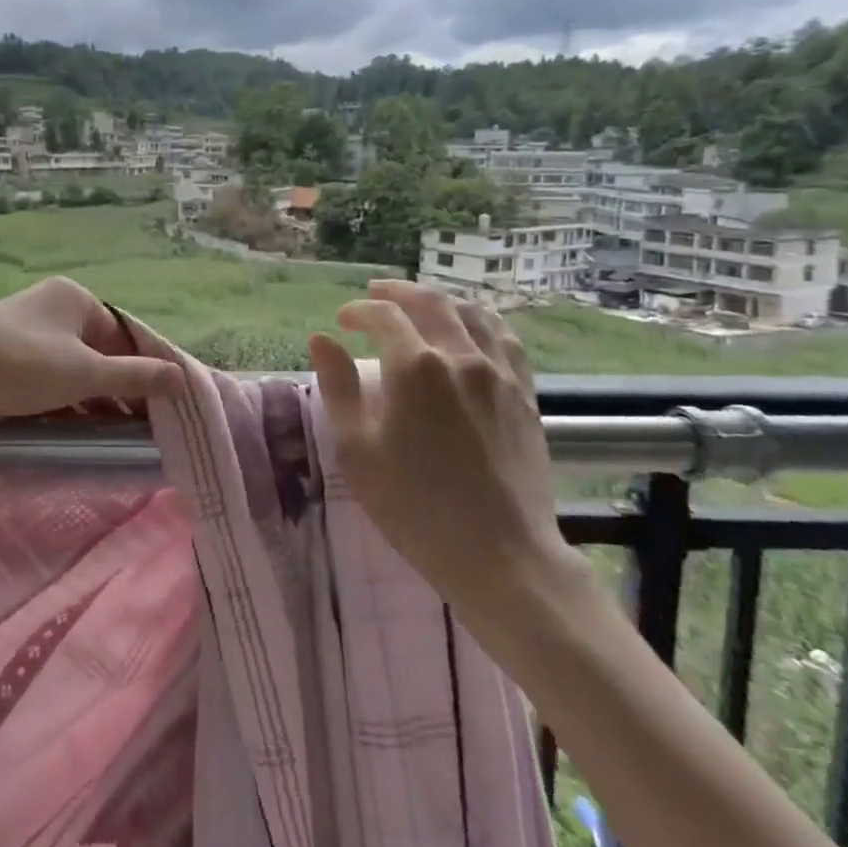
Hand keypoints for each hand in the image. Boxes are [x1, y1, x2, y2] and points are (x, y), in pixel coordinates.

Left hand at [0, 276, 181, 442]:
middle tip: (140, 423)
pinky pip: (49, 373)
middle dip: (121, 385)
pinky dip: (66, 396)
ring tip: (114, 429)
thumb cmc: (20, 366)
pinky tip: (77, 422)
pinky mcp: (5, 353)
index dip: (145, 368)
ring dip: (95, 395)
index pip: (125, 334)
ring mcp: (26, 328)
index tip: (161, 404)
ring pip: (75, 364)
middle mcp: (52, 306)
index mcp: (75, 298)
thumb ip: (136, 376)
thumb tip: (182, 377)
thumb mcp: (85, 373)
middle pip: (101, 349)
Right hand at [307, 279, 585, 641]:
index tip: (342, 321)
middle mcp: (461, 356)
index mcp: (415, 368)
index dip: (358, 311)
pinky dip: (481, 320)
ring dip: (440, 300)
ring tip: (420, 304)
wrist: (501, 554)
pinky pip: (506, 338)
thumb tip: (321, 340)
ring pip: (471, 313)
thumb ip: (338, 388)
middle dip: (397, 292)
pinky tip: (472, 328)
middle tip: (375, 294)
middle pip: (430, 302)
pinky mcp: (526, 394)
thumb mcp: (358, 451)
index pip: (383, 316)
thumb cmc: (415, 507)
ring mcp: (500, 373)